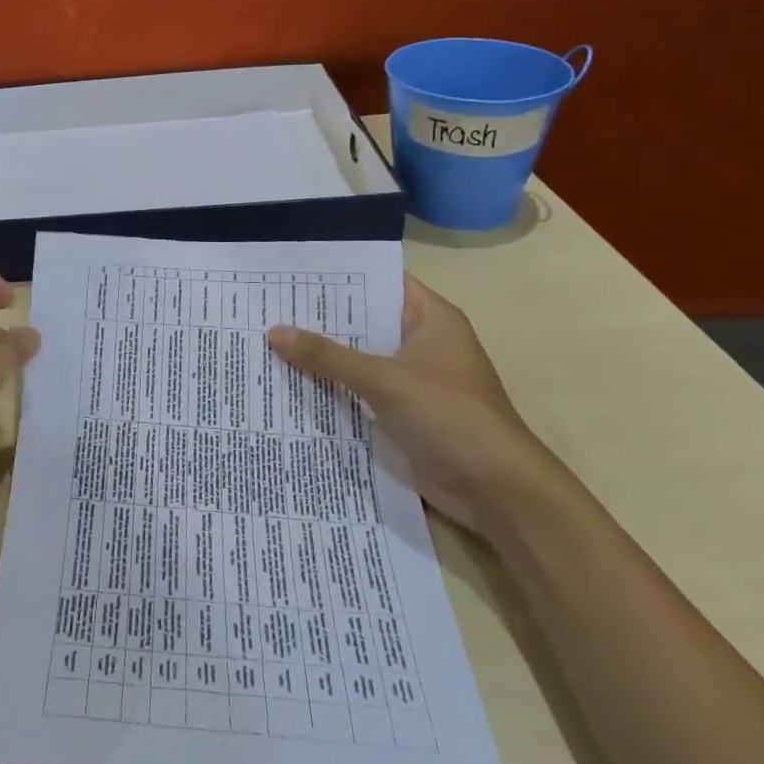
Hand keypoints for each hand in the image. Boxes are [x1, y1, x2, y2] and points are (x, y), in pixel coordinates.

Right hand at [267, 274, 563, 535]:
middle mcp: (420, 341)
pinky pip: (358, 389)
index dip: (338, 274)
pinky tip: (289, 381)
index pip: (379, 279)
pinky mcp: (402, 411)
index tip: (291, 271)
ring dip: (321, 354)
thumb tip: (273, 331)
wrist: (498, 492)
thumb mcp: (385, 380)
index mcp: (430, 318)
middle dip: (318, 316)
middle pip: (363, 319)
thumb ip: (328, 356)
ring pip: (357, 356)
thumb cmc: (450, 417)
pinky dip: (331, 386)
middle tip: (266, 304)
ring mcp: (411, 378)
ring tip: (266, 338)